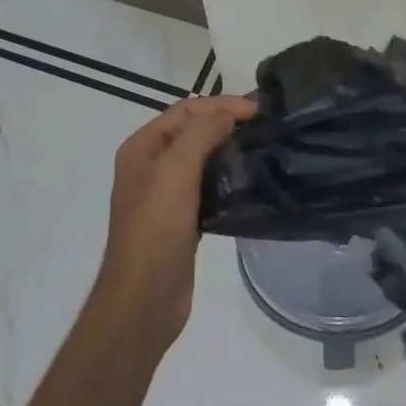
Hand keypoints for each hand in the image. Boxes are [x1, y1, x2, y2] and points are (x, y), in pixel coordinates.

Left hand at [93, 94, 256, 350]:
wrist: (144, 300)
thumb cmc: (155, 230)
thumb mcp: (174, 172)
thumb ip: (200, 134)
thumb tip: (226, 115)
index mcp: (141, 148)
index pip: (185, 110)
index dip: (220, 105)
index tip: (257, 110)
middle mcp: (150, 165)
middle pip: (192, 131)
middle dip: (225, 122)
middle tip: (263, 125)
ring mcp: (165, 194)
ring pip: (201, 159)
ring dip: (227, 149)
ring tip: (260, 148)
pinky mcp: (182, 219)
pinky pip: (206, 187)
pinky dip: (226, 177)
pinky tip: (248, 181)